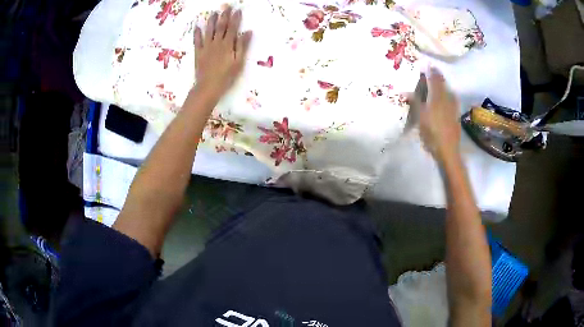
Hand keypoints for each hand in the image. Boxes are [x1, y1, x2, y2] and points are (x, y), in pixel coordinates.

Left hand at [194, 6, 251, 97]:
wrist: (208, 87)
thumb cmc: (226, 77)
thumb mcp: (238, 62)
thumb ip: (242, 46)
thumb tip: (248, 32)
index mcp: (228, 45)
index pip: (233, 28)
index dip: (235, 18)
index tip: (238, 10)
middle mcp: (216, 43)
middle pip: (221, 26)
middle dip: (224, 15)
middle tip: (226, 6)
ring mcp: (206, 47)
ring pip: (209, 30)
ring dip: (211, 21)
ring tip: (213, 13)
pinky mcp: (198, 53)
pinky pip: (197, 41)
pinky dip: (197, 33)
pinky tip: (197, 26)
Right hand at [418, 67, 460, 164]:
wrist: (448, 150)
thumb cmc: (432, 132)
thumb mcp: (420, 116)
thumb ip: (414, 101)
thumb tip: (405, 91)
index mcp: (437, 95)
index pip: (433, 77)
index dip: (428, 69)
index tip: (423, 63)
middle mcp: (447, 96)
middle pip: (441, 81)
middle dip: (435, 74)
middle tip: (429, 70)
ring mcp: (453, 105)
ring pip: (447, 88)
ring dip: (441, 83)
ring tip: (435, 81)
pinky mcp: (456, 113)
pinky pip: (450, 96)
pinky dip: (445, 92)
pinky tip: (443, 96)